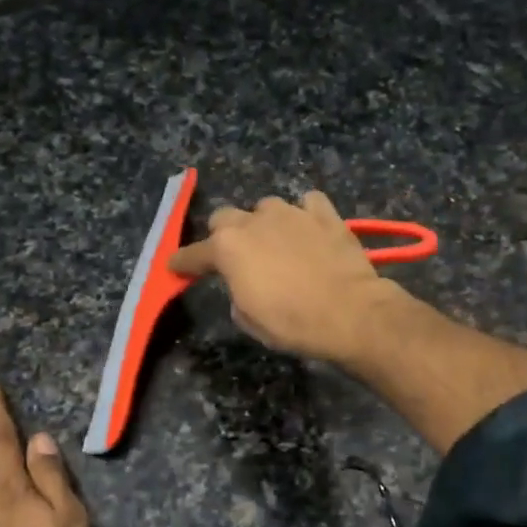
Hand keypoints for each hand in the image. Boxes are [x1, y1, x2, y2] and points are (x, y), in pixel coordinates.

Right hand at [169, 191, 403, 363]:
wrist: (350, 312)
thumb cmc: (293, 323)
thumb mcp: (250, 320)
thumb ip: (236, 293)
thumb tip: (244, 284)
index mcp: (228, 248)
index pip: (194, 253)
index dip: (183, 262)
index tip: (176, 267)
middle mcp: (254, 221)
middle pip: (225, 217)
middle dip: (224, 235)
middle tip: (235, 256)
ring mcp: (291, 212)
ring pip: (266, 207)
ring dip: (265, 223)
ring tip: (277, 243)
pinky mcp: (325, 214)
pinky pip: (307, 203)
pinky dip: (305, 214)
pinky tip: (309, 229)